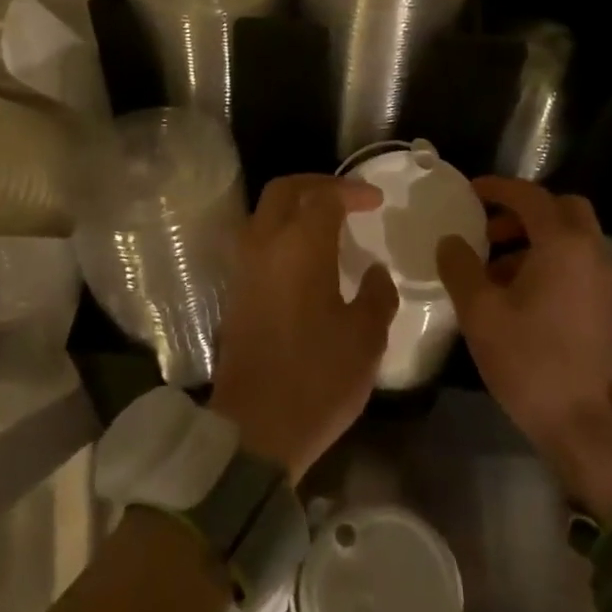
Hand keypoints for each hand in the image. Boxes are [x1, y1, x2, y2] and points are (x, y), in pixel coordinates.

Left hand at [209, 175, 398, 482]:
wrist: (255, 427)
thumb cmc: (318, 377)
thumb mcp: (365, 337)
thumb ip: (375, 294)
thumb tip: (373, 271)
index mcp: (300, 246)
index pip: (324, 197)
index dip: (352, 191)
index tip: (376, 201)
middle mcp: (264, 245)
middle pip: (284, 191)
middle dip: (317, 185)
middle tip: (347, 197)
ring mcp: (243, 268)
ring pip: (264, 214)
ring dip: (294, 207)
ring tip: (327, 224)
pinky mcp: (235, 292)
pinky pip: (257, 241)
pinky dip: (281, 233)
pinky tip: (306, 258)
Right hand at [437, 177, 611, 522]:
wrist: (586, 422)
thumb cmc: (530, 360)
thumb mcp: (480, 312)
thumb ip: (460, 266)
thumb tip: (450, 241)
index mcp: (563, 244)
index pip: (530, 196)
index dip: (497, 188)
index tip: (469, 191)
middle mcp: (591, 252)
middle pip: (562, 208)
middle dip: (525, 210)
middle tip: (490, 229)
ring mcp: (604, 279)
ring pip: (572, 237)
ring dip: (535, 237)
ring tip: (494, 266)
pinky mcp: (606, 304)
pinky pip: (577, 262)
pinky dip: (549, 260)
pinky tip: (517, 293)